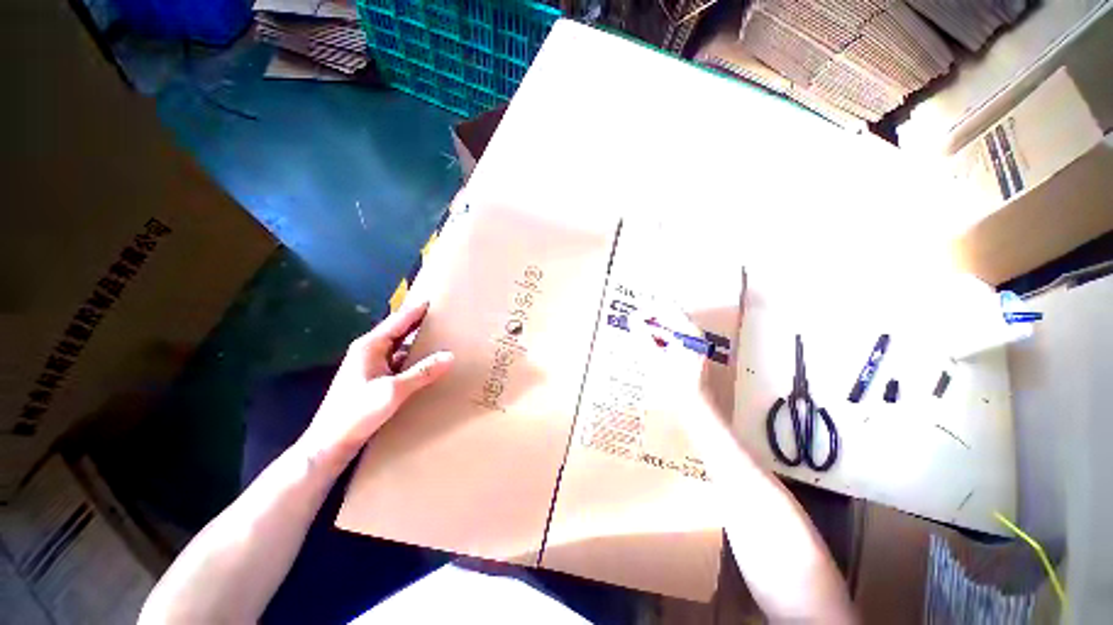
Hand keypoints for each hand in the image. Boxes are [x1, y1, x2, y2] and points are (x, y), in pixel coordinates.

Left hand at [297, 301, 453, 470]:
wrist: (329, 444)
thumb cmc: (356, 413)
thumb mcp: (392, 391)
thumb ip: (422, 372)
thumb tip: (450, 355)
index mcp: (370, 346)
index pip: (398, 320)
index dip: (416, 310)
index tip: (434, 299)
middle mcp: (369, 351)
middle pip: (398, 331)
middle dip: (418, 322)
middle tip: (442, 316)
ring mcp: (370, 367)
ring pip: (399, 347)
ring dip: (416, 341)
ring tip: (439, 337)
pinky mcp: (373, 380)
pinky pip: (398, 362)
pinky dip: (413, 359)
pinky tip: (426, 363)